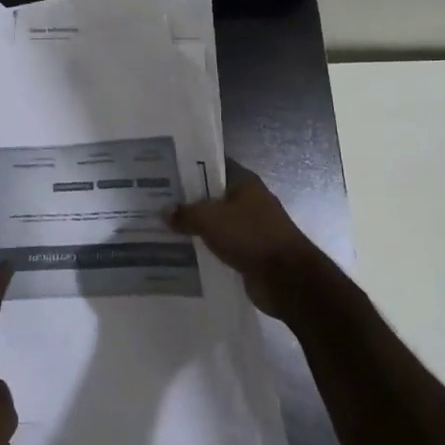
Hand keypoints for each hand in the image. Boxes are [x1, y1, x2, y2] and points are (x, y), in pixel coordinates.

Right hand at [167, 161, 325, 316]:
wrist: (287, 279)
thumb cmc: (250, 236)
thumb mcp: (210, 219)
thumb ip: (186, 213)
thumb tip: (164, 211)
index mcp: (245, 182)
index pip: (213, 165)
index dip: (190, 166)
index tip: (165, 170)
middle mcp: (249, 201)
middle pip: (213, 194)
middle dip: (188, 198)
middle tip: (157, 200)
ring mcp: (252, 227)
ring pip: (217, 221)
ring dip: (196, 226)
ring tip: (164, 226)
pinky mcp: (250, 252)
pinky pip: (222, 244)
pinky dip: (206, 247)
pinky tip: (183, 251)